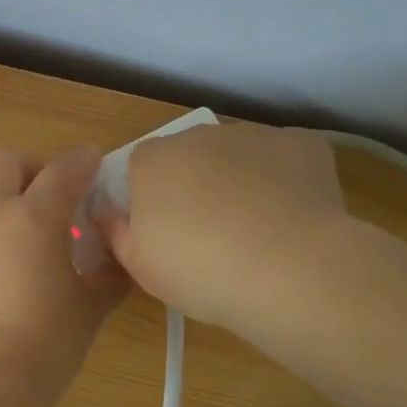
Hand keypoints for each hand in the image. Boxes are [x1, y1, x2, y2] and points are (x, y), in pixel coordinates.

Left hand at [0, 148, 127, 404]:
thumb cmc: (49, 344)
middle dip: (26, 169)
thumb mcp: (93, 306)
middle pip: (2, 161)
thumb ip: (110, 272)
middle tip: (40, 195)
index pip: (65, 169)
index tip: (90, 166)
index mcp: (36, 217)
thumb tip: (118, 254)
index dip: (82, 161)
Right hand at [93, 123, 345, 331]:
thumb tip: (106, 214)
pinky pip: (283, 159)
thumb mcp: (141, 267)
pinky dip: (284, 180)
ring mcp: (253, 135)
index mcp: (153, 160)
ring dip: (240, 180)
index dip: (152, 198)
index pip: (141, 167)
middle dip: (196, 184)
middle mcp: (199, 136)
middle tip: (210, 235)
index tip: (166, 233)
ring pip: (238, 155)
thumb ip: (116, 233)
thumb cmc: (201, 270)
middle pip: (189, 156)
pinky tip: (292, 217)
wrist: (289, 268)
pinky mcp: (301, 144)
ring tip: (257, 231)